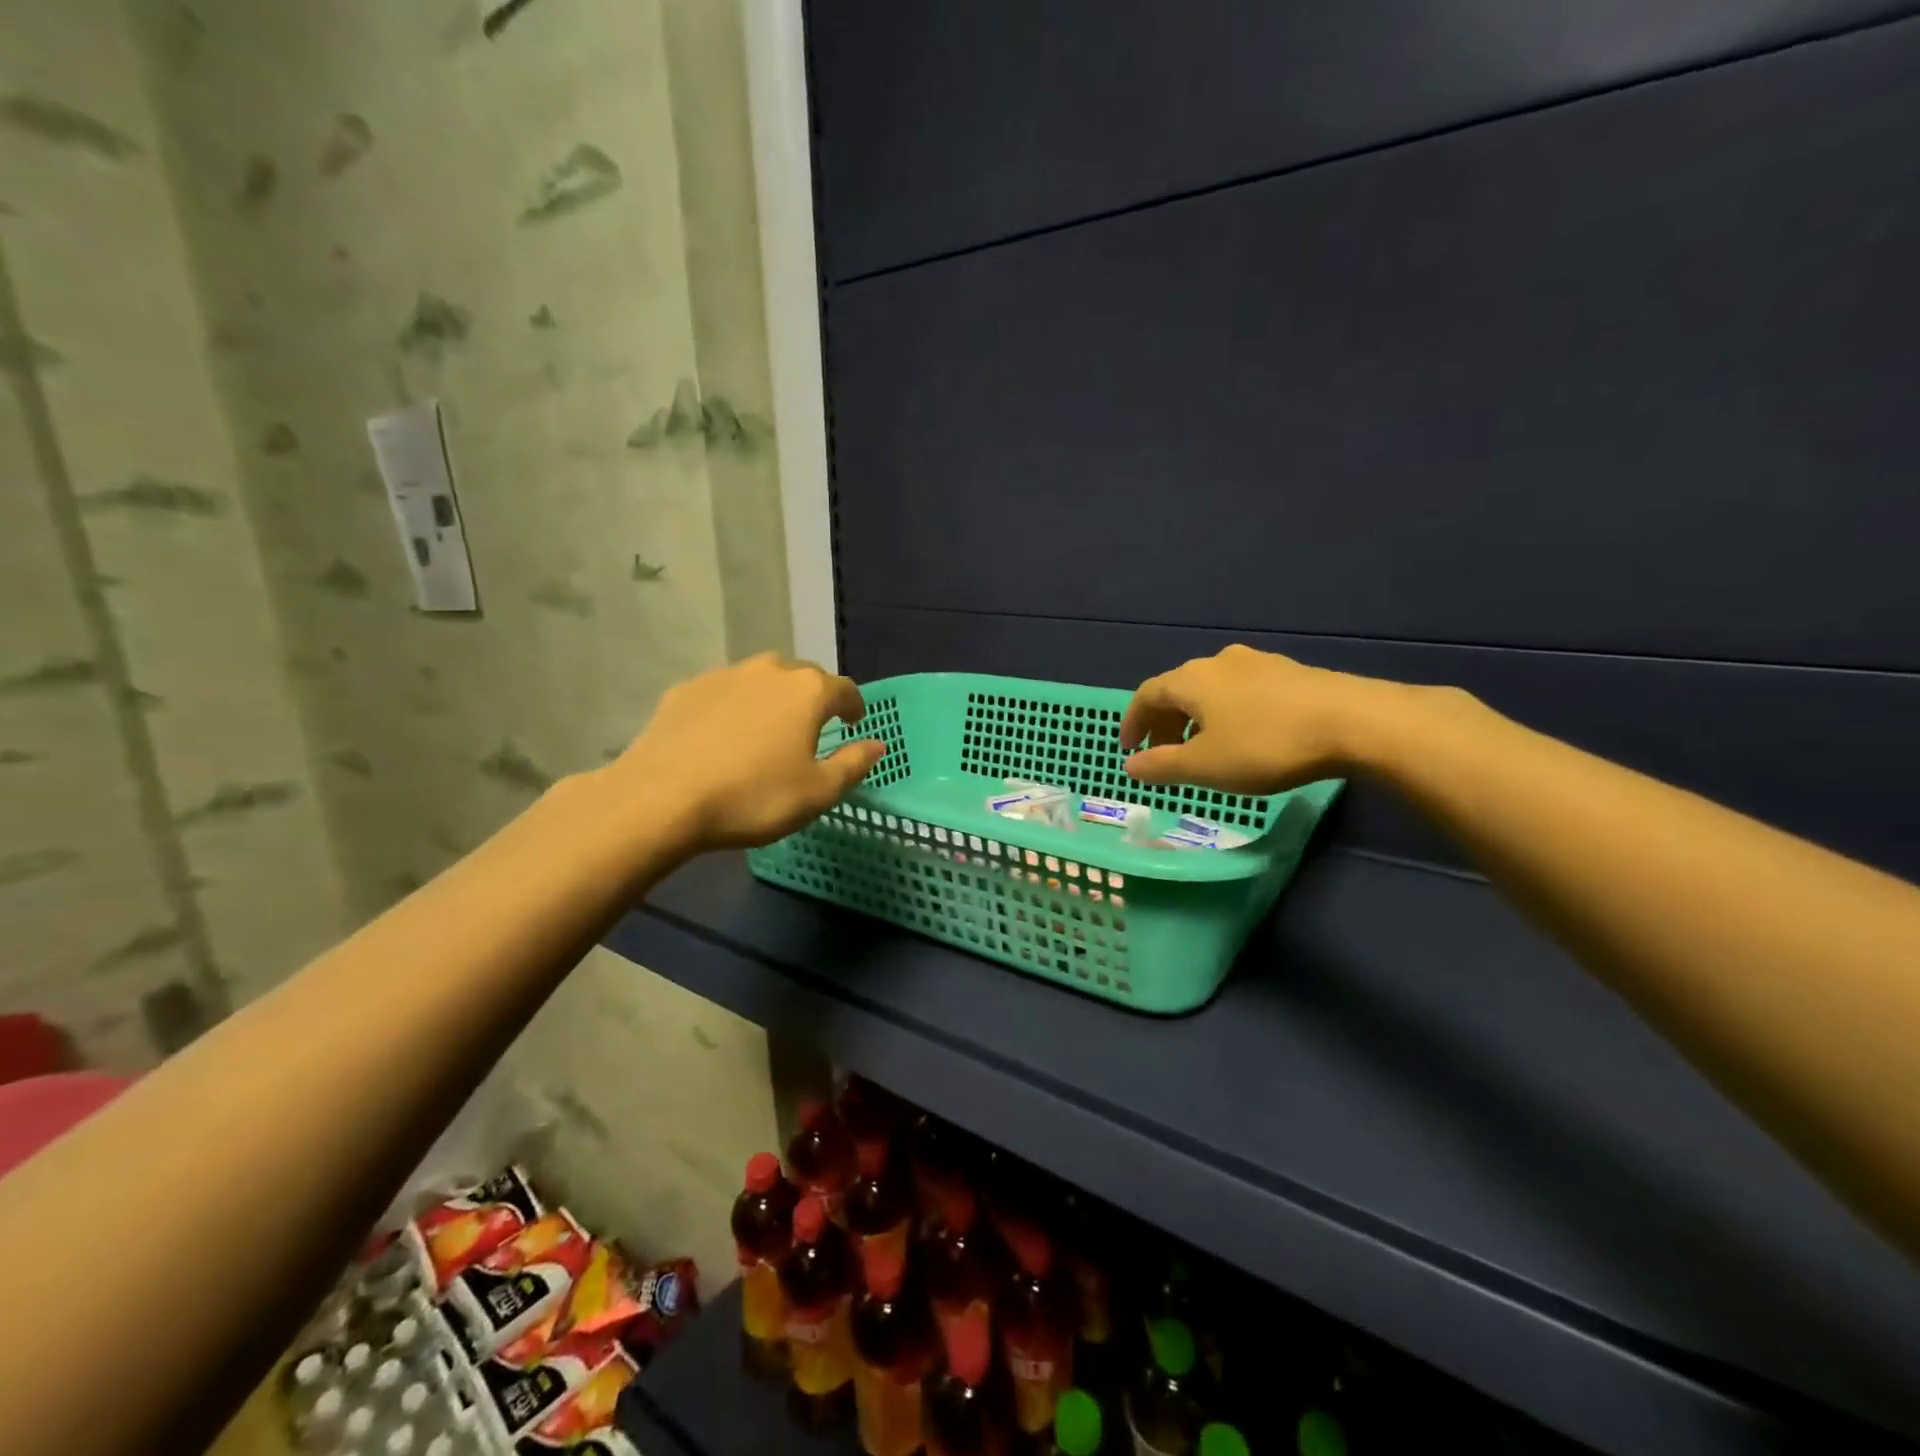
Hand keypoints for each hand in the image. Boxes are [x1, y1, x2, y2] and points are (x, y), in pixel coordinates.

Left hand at [608, 653, 886, 850]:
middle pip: (803, 677)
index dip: (854, 707)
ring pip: (761, 680)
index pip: (844, 690)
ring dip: (772, 699)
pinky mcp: (686, 689)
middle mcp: (770, 671)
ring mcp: (724, 675)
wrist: (662, 798)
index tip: (854, 723)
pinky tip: (723, 736)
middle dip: (813, 699)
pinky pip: (724, 693)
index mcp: (808, 691)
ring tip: (767, 730)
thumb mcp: (818, 792)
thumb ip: (853, 764)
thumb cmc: (754, 797)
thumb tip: (877, 744)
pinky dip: (734, 707)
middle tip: (811, 728)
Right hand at [1120, 645, 1374, 793]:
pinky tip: (1244, 735)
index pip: (1147, 694)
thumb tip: (1130, 765)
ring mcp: (1258, 662)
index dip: (1132, 722)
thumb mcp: (1205, 766)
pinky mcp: (1290, 672)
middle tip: (1163, 753)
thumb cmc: (1266, 745)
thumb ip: (1161, 766)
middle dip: (1165, 722)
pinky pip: (1241, 691)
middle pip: (1178, 689)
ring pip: (1212, 689)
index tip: (1129, 748)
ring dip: (1197, 718)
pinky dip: (1227, 712)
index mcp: (1192, 680)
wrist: (1354, 722)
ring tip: (1203, 748)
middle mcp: (1219, 662)